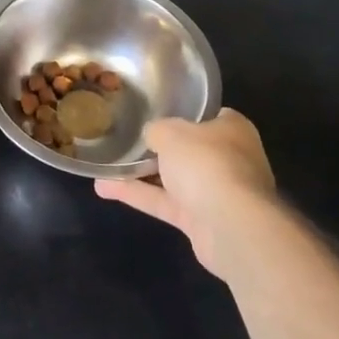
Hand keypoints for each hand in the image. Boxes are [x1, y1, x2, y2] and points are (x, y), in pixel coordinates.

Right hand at [94, 109, 283, 277]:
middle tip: (128, 138)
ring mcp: (216, 192)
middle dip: (160, 147)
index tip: (156, 112)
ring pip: (173, 178)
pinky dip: (137, 195)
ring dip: (140, 174)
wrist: (230, 226)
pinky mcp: (200, 221)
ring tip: (106, 165)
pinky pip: (164, 202)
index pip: (208, 116)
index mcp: (233, 129)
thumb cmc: (205, 162)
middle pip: (189, 149)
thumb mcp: (170, 132)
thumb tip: (151, 135)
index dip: (183, 113)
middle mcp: (229, 159)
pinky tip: (105, 188)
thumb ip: (156, 130)